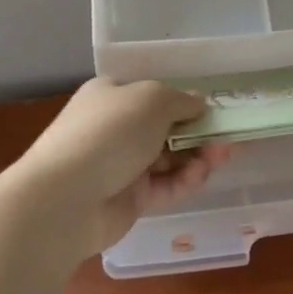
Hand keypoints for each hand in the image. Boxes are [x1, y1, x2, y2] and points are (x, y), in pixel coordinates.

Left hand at [6, 78, 230, 257]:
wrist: (64, 200)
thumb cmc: (109, 132)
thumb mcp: (153, 99)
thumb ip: (182, 100)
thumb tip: (200, 105)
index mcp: (112, 95)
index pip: (153, 94)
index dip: (185, 100)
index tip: (214, 109)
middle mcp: (116, 128)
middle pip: (166, 127)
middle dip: (199, 131)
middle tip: (228, 136)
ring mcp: (121, 165)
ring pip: (170, 157)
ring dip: (198, 155)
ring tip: (223, 155)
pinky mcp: (129, 199)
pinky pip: (165, 186)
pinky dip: (185, 180)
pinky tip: (201, 175)